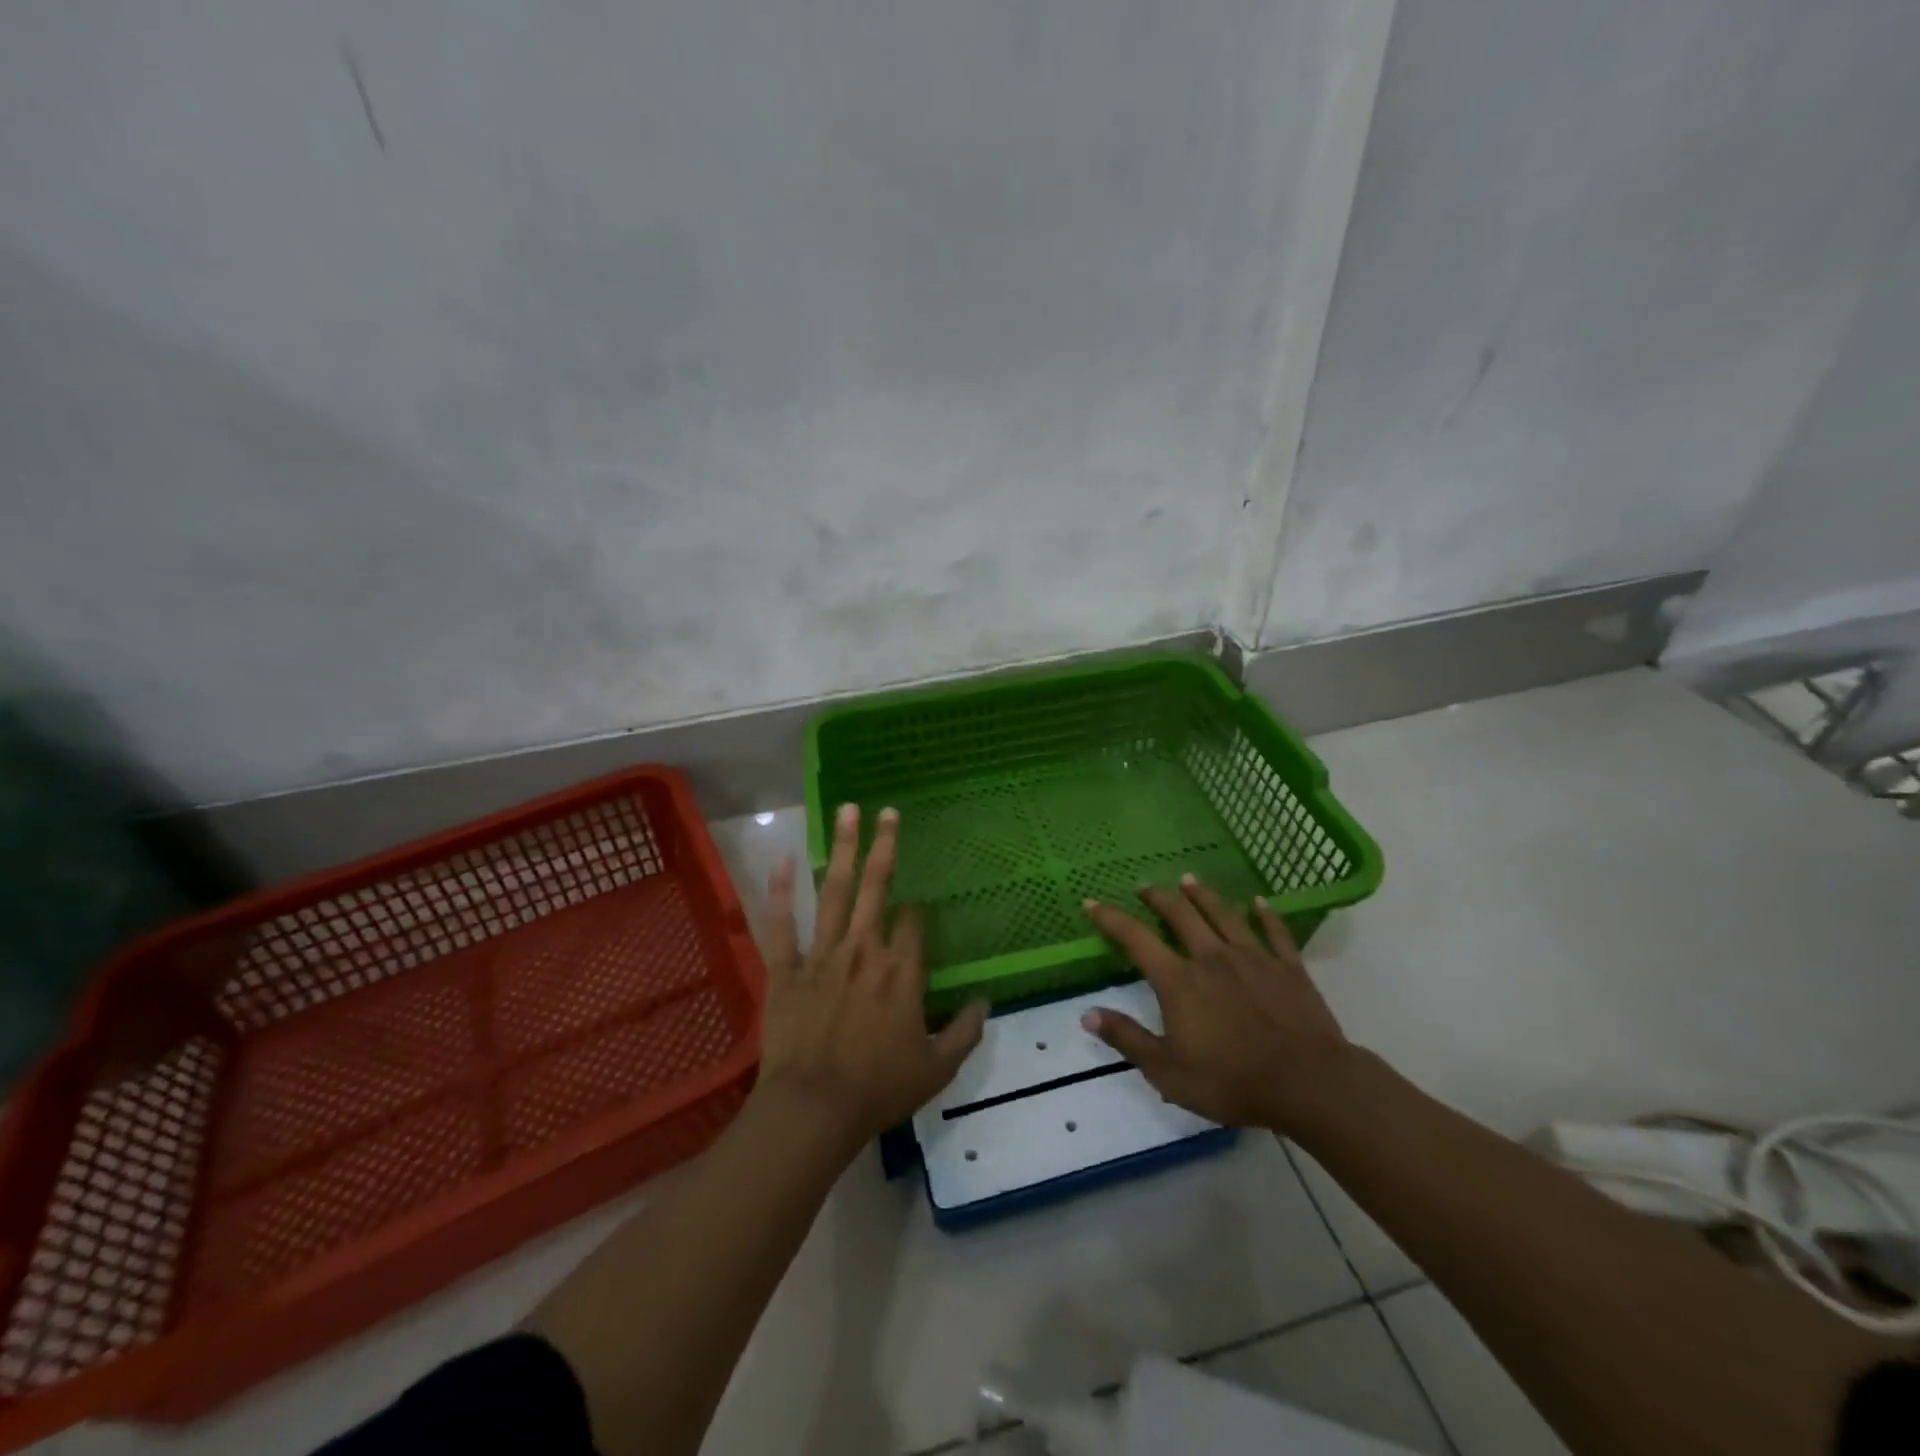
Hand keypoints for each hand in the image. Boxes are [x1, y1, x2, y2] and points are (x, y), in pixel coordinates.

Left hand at [755, 803, 987, 1149]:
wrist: (812, 1110)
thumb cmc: (878, 1089)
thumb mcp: (936, 1068)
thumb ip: (965, 1032)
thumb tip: (985, 1001)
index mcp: (900, 971)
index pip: (914, 922)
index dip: (918, 909)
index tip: (919, 906)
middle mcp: (863, 950)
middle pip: (876, 887)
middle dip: (884, 846)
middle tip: (887, 811)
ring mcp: (821, 954)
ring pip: (833, 891)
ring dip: (841, 849)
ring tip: (846, 812)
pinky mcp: (785, 968)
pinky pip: (781, 923)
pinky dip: (780, 890)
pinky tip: (783, 857)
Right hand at [1081, 876, 1351, 1132]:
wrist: (1308, 1083)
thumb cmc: (1231, 1080)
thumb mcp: (1167, 1071)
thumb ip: (1127, 1038)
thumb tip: (1087, 1014)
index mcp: (1179, 980)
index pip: (1136, 939)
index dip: (1111, 918)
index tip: (1093, 902)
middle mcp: (1211, 957)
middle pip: (1180, 915)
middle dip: (1159, 897)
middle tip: (1145, 887)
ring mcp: (1253, 957)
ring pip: (1223, 914)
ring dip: (1203, 895)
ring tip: (1189, 880)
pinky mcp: (1288, 967)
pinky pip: (1275, 931)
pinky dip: (1265, 914)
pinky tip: (1259, 902)